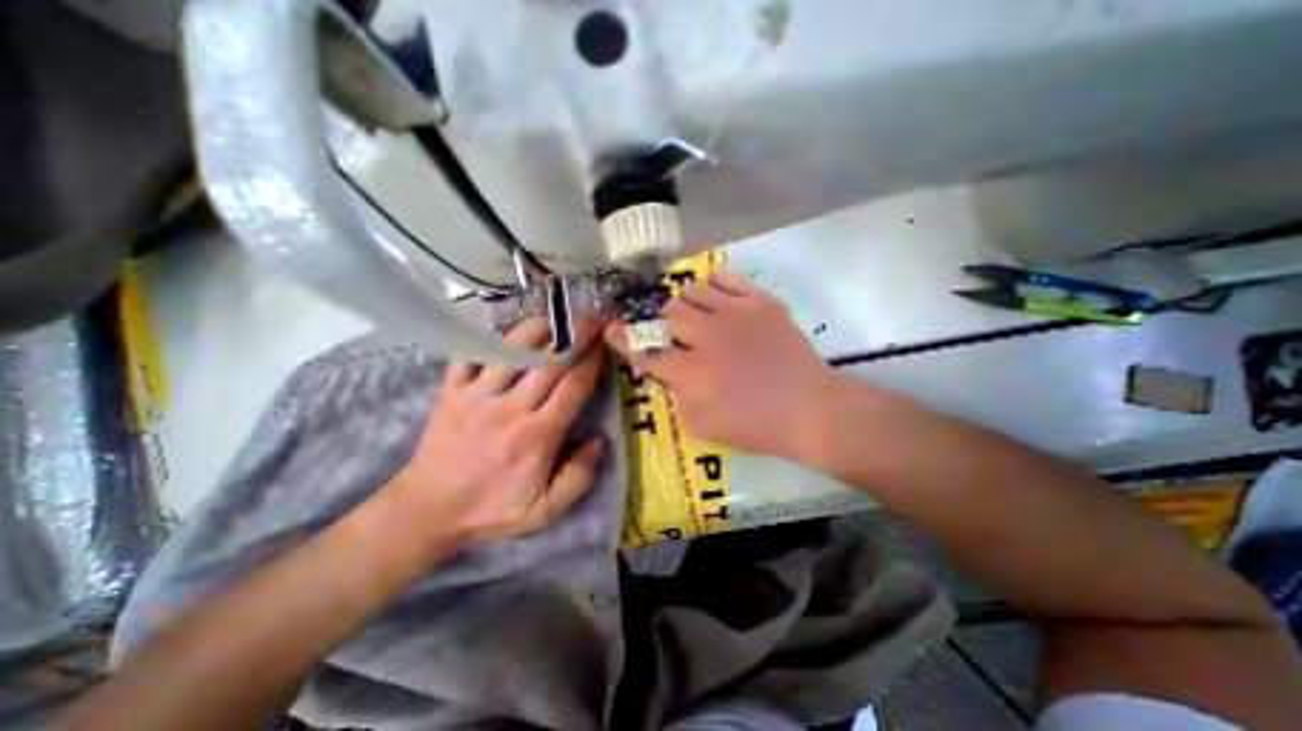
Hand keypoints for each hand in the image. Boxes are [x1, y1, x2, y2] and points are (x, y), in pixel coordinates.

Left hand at [384, 316, 611, 545]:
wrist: (426, 511)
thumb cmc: (491, 509)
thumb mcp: (545, 510)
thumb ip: (579, 476)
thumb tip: (599, 439)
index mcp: (537, 436)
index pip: (573, 388)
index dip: (593, 361)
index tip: (606, 341)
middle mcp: (509, 409)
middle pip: (550, 362)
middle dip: (576, 335)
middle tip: (593, 316)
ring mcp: (476, 396)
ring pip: (512, 351)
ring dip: (538, 329)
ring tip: (556, 316)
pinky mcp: (451, 392)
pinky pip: (471, 354)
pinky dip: (489, 337)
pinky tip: (507, 330)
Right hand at [607, 270, 840, 458]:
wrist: (809, 409)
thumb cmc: (755, 426)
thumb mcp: (702, 426)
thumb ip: (676, 397)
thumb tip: (667, 372)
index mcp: (690, 372)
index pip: (645, 351)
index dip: (624, 340)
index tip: (613, 330)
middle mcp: (706, 336)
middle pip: (668, 312)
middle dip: (663, 322)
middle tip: (672, 331)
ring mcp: (735, 314)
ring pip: (693, 290)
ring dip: (687, 303)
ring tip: (696, 315)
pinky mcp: (760, 302)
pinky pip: (727, 277)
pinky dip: (715, 284)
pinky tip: (717, 297)